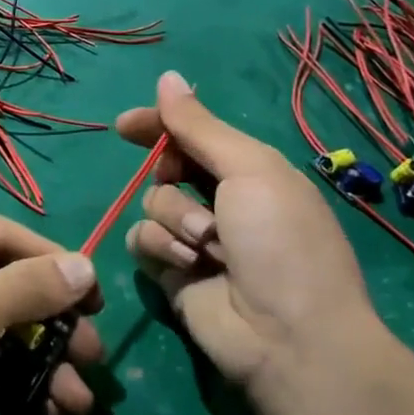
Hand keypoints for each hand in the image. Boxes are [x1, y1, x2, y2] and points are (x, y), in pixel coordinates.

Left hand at [0, 204, 103, 414]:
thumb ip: (25, 289)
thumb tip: (85, 264)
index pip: (2, 234)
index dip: (55, 264)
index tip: (100, 300)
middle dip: (49, 324)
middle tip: (94, 359)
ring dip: (34, 359)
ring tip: (76, 402)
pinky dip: (2, 375)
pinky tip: (38, 408)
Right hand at [114, 71, 377, 401]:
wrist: (288, 337)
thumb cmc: (280, 241)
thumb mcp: (249, 170)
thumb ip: (200, 126)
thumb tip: (166, 77)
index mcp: (248, 170)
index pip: (192, 134)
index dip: (159, 125)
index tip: (125, 126)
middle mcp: (219, 201)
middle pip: (165, 168)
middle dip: (170, 177)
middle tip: (185, 188)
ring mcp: (194, 239)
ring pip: (150, 204)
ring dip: (174, 219)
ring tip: (207, 246)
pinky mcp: (172, 272)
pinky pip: (141, 241)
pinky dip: (160, 248)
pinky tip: (187, 265)